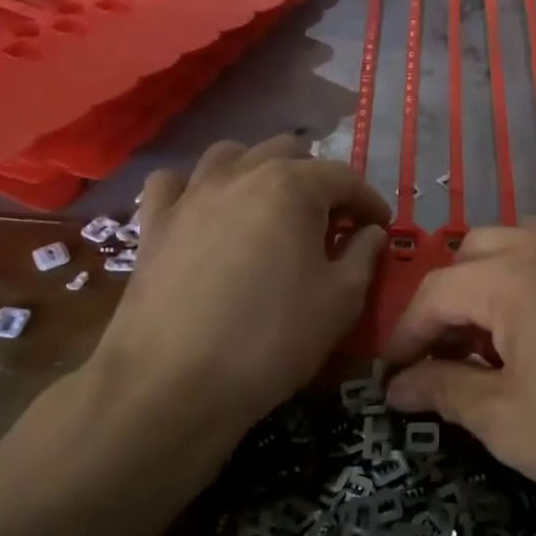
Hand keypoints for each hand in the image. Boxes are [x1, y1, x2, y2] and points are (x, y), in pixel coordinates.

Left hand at [87, 136, 387, 441]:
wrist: (172, 383)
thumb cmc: (271, 339)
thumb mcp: (340, 301)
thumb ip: (363, 256)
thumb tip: (370, 233)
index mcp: (293, 187)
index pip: (344, 177)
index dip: (369, 201)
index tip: (380, 227)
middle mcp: (242, 173)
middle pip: (289, 152)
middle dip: (317, 179)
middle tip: (329, 220)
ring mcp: (191, 193)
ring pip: (232, 154)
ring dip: (260, 170)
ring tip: (271, 207)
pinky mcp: (155, 221)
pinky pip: (175, 182)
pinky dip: (195, 187)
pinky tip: (206, 211)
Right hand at [382, 221, 535, 535]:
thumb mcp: (507, 423)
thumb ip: (444, 391)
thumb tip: (398, 386)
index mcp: (516, 277)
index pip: (437, 291)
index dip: (406, 333)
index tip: (392, 375)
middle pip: (475, 254)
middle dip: (449, 301)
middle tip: (446, 355)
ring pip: (521, 244)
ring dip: (492, 281)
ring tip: (495, 338)